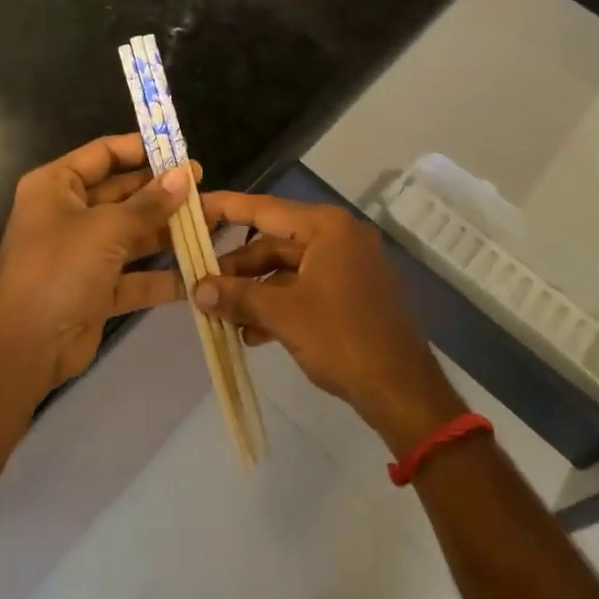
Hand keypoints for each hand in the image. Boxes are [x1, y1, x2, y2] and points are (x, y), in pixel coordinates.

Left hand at [0, 135, 192, 391]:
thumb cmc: (59, 270)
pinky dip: (164, 275)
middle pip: (123, 194)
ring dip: (170, 231)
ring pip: (134, 234)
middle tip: (204, 187)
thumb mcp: (106, 229)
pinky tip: (200, 270)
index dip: (140, 149)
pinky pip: (136, 275)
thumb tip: (186, 175)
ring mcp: (84, 254)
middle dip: (163, 192)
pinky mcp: (98, 290)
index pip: (103, 154)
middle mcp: (69, 214)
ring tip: (213, 223)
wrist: (24, 351)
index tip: (180, 150)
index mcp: (57, 186)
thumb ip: (149, 203)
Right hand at [193, 192, 465, 456]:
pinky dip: (279, 305)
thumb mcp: (284, 316)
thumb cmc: (343, 340)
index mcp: (326, 227)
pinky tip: (252, 333)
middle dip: (237, 268)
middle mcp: (338, 236)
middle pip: (275, 243)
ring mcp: (348, 265)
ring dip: (255, 292)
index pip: (265, 209)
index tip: (194, 207)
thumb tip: (197, 290)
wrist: (404, 391)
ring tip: (220, 315)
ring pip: (288, 270)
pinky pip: (306, 288)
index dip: (226, 209)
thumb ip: (238, 297)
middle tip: (199, 283)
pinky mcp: (352, 293)